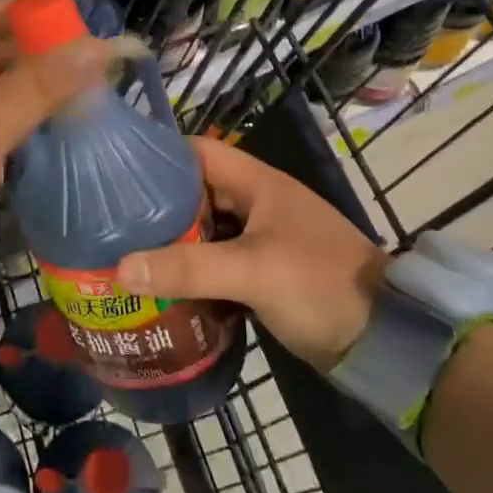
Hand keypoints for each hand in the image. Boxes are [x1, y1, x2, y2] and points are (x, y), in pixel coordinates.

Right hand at [118, 136, 388, 369]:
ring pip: (204, 231)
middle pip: (195, 193)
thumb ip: (188, 268)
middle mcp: (256, 204)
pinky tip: (160, 287)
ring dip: (171, 243)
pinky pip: (215, 264)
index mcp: (258, 184)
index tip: (114, 172)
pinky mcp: (262, 273)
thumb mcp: (253, 271)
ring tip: (124, 253)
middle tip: (109, 222)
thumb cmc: (320, 285)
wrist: (383, 340)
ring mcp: (261, 240)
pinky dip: (190, 272)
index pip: (198, 152)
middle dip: (155, 206)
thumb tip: (119, 268)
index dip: (159, 156)